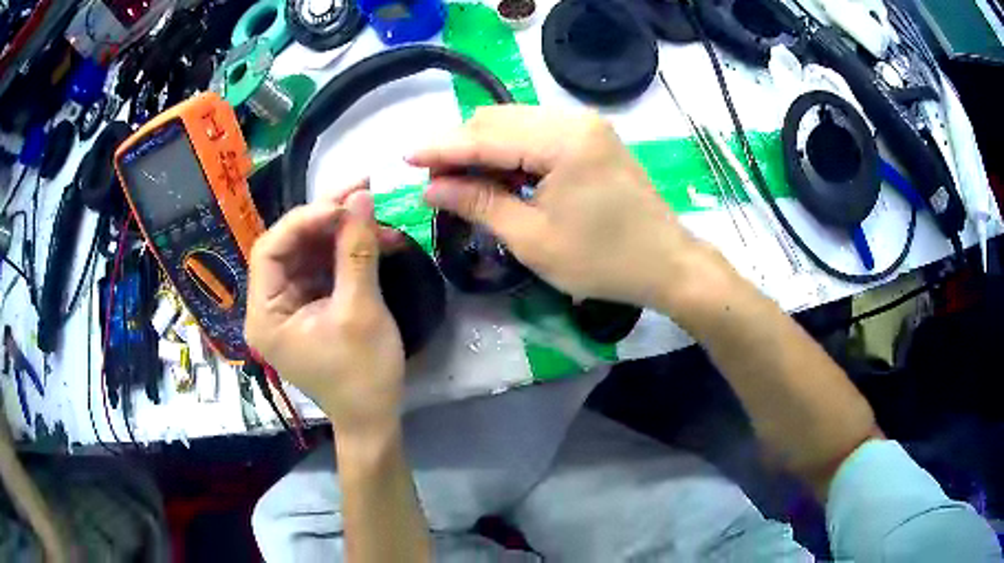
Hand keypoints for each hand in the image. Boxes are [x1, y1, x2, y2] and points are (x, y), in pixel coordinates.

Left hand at [245, 182, 404, 434]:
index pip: (270, 250)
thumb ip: (357, 251)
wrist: (375, 417)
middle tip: (364, 191)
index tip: (344, 204)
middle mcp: (270, 305)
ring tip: (377, 212)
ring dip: (343, 231)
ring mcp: (291, 304)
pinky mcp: (311, 305)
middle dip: (327, 218)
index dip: (303, 220)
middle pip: (290, 245)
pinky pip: (324, 266)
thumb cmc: (362, 374)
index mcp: (265, 314)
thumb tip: (362, 197)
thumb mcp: (360, 311)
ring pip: (309, 251)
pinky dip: (348, 250)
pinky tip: (376, 237)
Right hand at [409, 106, 732, 311]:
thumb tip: (431, 189)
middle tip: (435, 182)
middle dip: (460, 148)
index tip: (404, 159)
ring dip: (482, 149)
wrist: (666, 263)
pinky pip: (536, 133)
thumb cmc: (603, 261)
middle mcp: (574, 120)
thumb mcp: (533, 239)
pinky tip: (497, 175)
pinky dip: (509, 151)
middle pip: (497, 121)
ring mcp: (585, 125)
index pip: (485, 138)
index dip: (441, 149)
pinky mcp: (591, 136)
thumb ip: (479, 204)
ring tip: (461, 182)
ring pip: (514, 123)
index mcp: (563, 142)